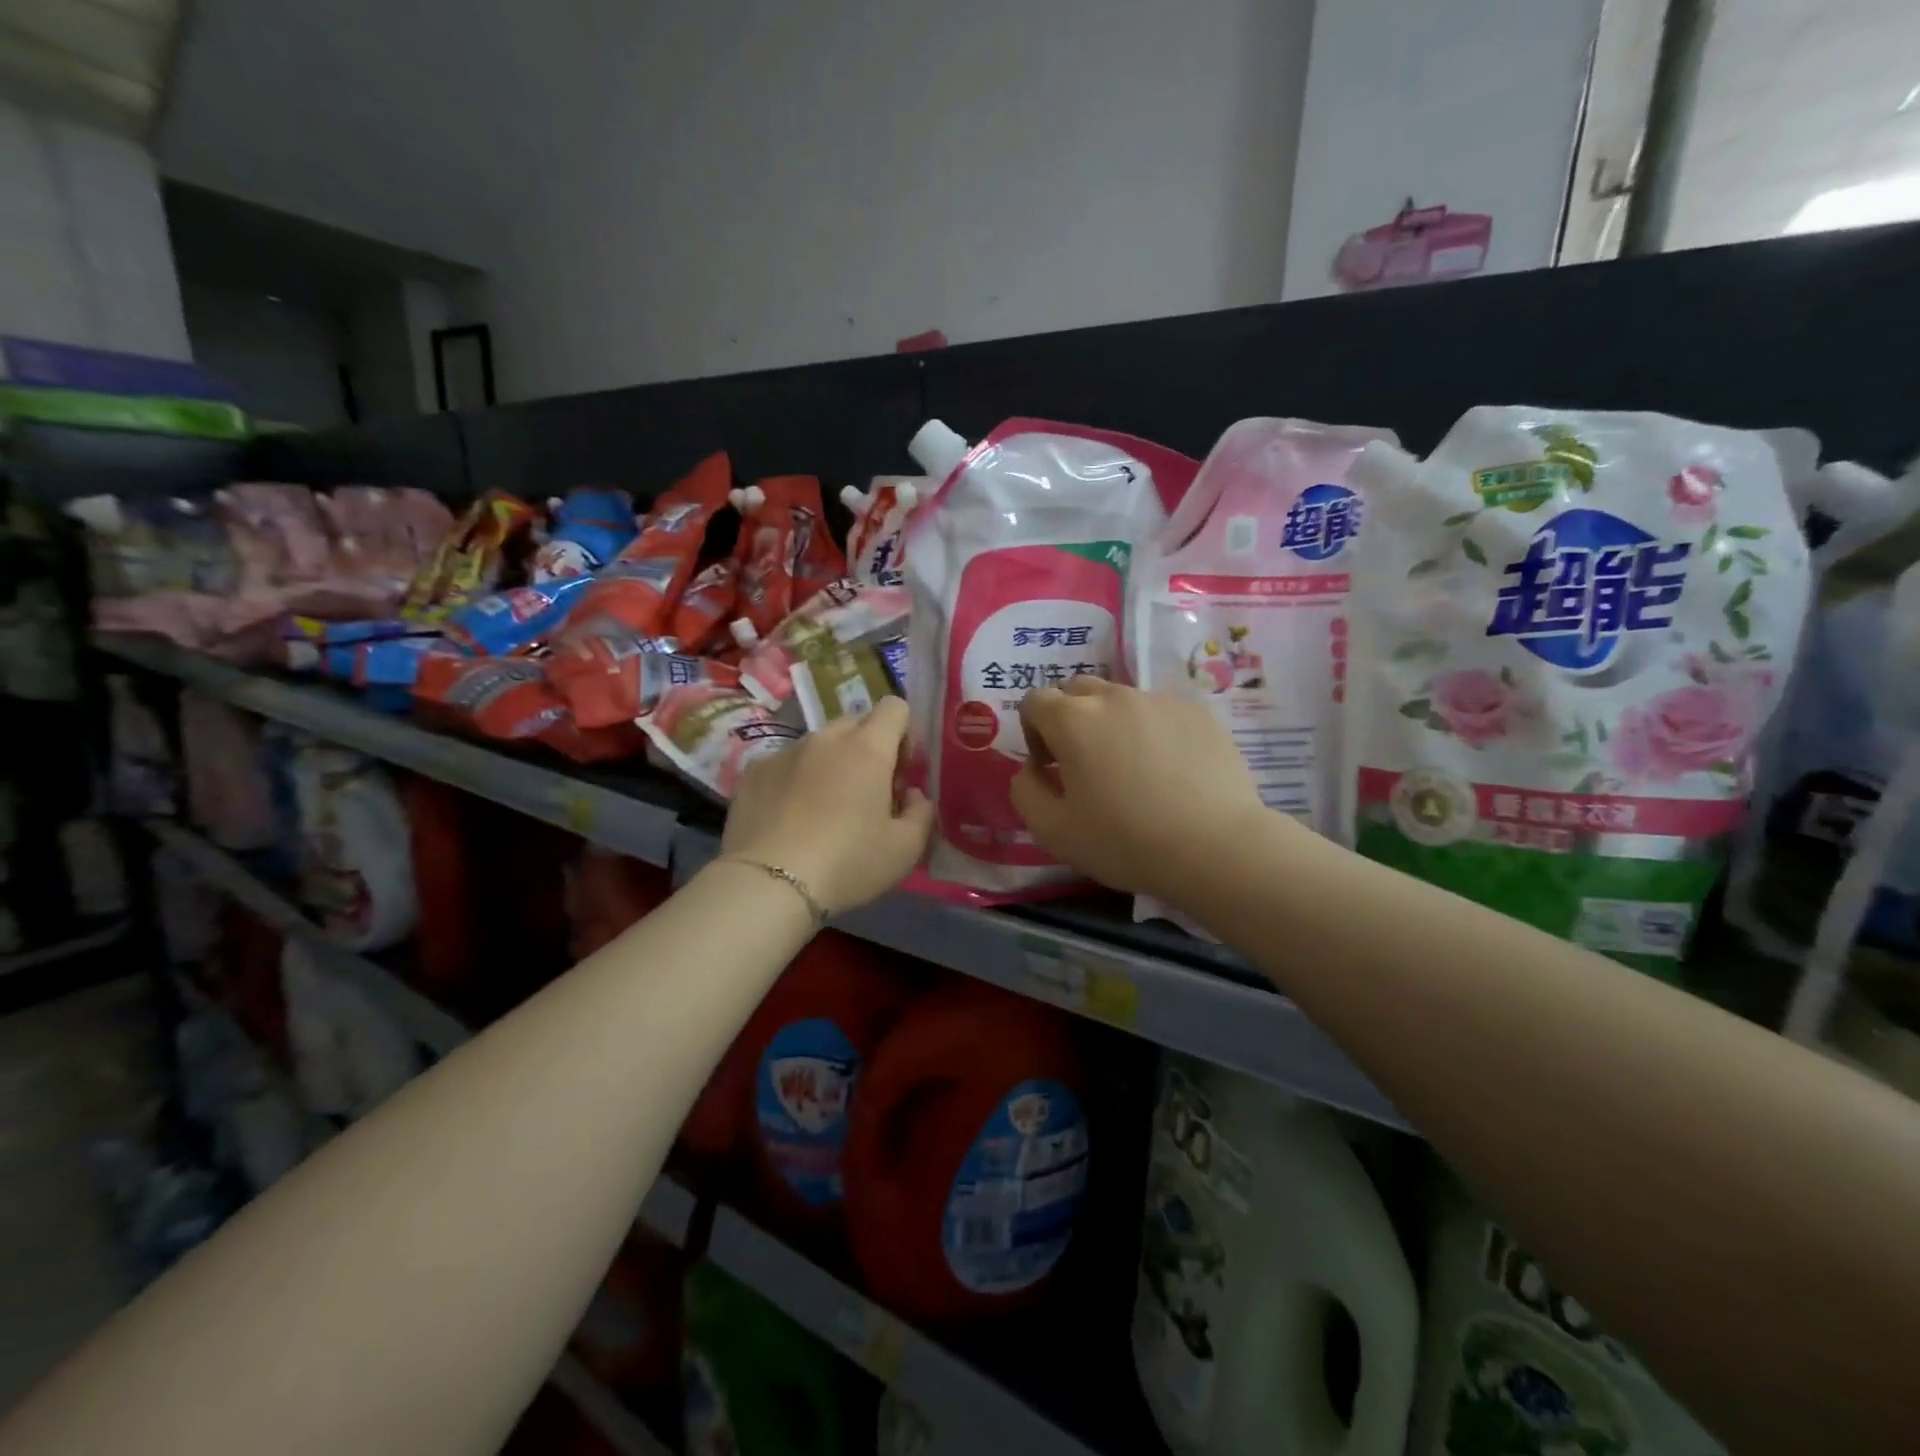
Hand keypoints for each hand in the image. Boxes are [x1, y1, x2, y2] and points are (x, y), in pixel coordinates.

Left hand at [722, 696, 934, 914]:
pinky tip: (790, 818)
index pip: (895, 707)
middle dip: (868, 748)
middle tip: (867, 792)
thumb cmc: (848, 863)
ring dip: (831, 764)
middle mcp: (826, 739)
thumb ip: (922, 812)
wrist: (769, 884)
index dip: (904, 734)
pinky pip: (786, 763)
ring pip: (819, 744)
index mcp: (868, 748)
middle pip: (856, 723)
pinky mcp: (754, 771)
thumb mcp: (905, 849)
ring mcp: (785, 752)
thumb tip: (912, 795)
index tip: (900, 773)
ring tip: (824, 809)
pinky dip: (795, 780)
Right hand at [1010, 678, 1269, 900]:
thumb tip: (1031, 769)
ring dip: (1111, 724)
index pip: (1035, 700)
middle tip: (1084, 763)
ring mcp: (1160, 700)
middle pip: (1077, 690)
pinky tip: (1169, 771)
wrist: (1215, 847)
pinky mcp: (1197, 711)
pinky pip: (1160, 711)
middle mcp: (1114, 696)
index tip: (1050, 767)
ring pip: (1120, 699)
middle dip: (1069, 718)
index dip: (1033, 731)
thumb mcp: (1053, 831)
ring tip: (1132, 769)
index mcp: (1073, 719)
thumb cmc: (1125, 841)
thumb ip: (1025, 791)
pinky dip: (1152, 730)